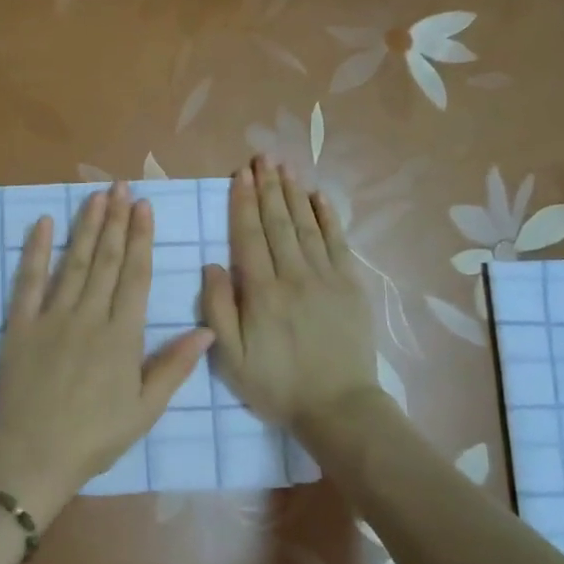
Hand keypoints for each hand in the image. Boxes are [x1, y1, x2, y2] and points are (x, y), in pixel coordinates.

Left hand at [0, 183, 214, 523]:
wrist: (33, 454)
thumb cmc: (95, 436)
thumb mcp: (145, 409)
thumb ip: (174, 367)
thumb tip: (207, 330)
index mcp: (123, 336)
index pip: (136, 277)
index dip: (142, 239)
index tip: (144, 207)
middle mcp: (90, 317)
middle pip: (106, 261)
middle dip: (116, 221)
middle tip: (122, 186)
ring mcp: (52, 317)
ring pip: (74, 263)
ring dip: (86, 227)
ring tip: (96, 196)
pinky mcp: (21, 325)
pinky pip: (29, 281)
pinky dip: (36, 251)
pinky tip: (44, 223)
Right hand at [201, 157, 380, 432]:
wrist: (338, 407)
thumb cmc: (277, 386)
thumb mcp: (231, 359)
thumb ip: (218, 310)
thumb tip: (212, 264)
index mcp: (262, 292)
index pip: (249, 236)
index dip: (242, 202)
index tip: (239, 174)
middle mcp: (294, 275)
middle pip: (278, 222)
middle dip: (267, 187)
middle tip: (261, 157)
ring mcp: (327, 277)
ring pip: (306, 225)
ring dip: (293, 193)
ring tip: (284, 166)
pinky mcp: (351, 286)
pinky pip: (338, 241)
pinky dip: (328, 216)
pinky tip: (318, 196)